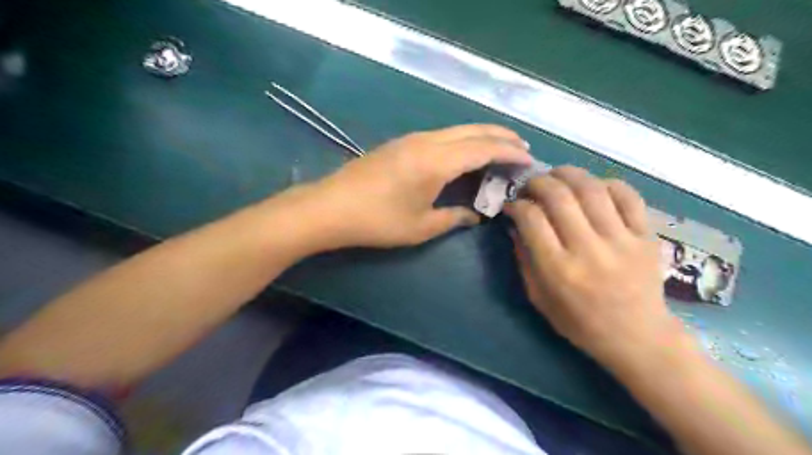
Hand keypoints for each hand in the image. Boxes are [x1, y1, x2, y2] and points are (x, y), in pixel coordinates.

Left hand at [298, 124, 534, 248]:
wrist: (331, 207)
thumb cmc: (378, 221)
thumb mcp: (421, 227)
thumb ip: (453, 218)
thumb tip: (474, 215)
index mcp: (436, 162)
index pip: (483, 148)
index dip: (509, 152)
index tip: (529, 158)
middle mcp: (427, 142)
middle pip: (472, 130)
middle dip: (501, 136)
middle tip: (521, 146)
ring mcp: (412, 139)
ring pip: (456, 129)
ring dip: (481, 135)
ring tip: (499, 147)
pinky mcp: (400, 143)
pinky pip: (442, 135)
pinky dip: (462, 139)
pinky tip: (465, 152)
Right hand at [506, 165, 680, 367]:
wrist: (637, 337)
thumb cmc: (580, 323)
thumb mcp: (539, 298)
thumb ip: (524, 260)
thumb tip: (515, 225)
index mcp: (559, 269)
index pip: (532, 218)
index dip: (517, 204)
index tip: (513, 205)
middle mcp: (589, 250)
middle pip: (559, 196)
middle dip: (538, 182)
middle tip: (531, 186)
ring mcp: (621, 240)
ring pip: (592, 188)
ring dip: (568, 174)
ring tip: (557, 176)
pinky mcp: (646, 236)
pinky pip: (628, 196)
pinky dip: (607, 183)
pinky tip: (593, 187)